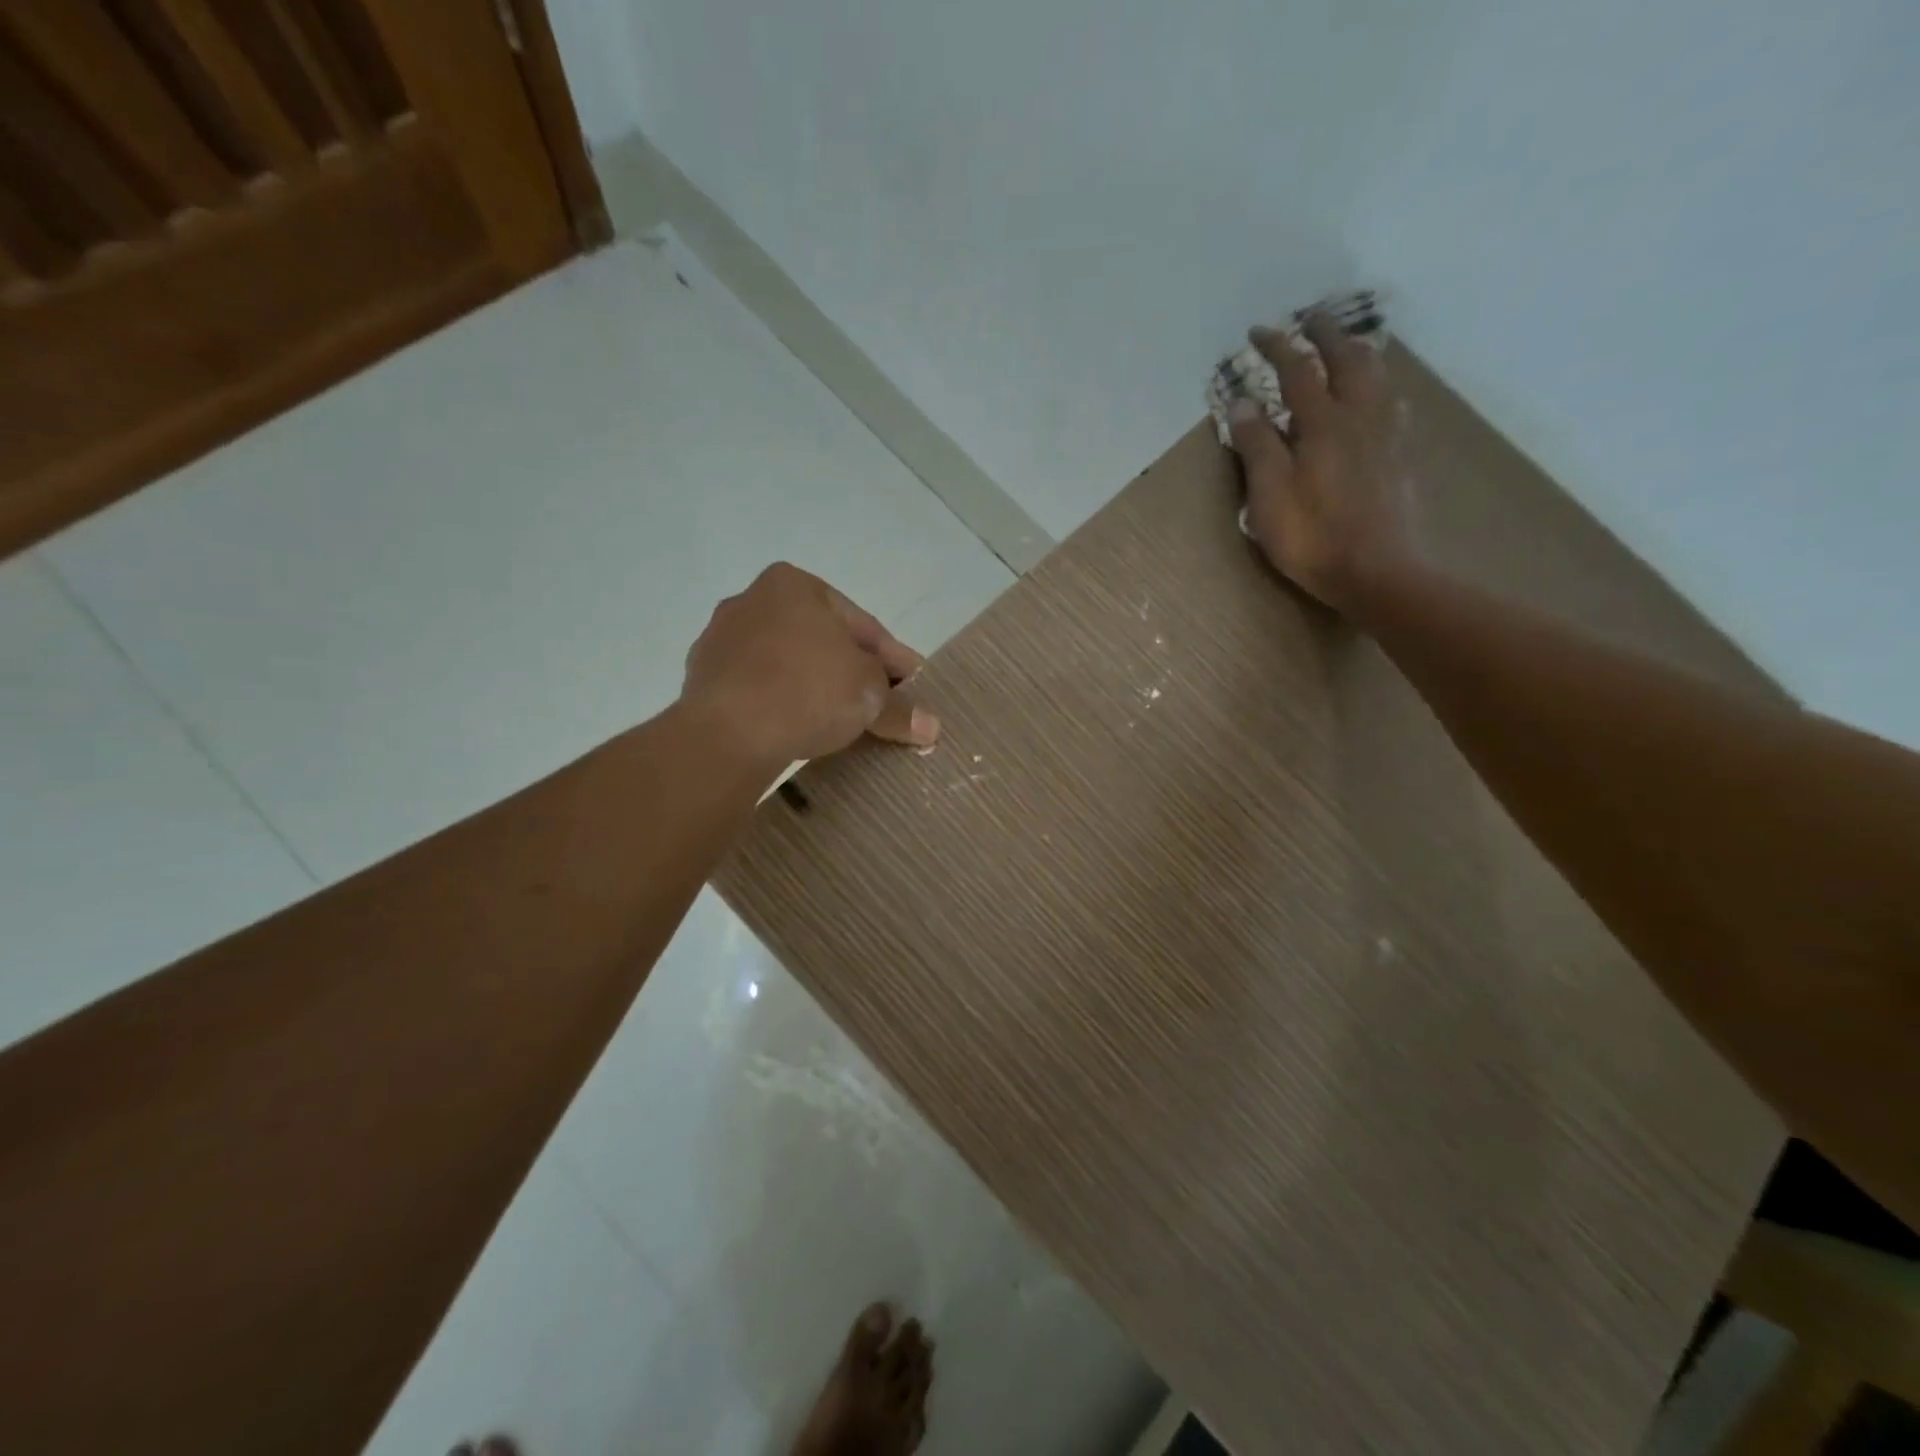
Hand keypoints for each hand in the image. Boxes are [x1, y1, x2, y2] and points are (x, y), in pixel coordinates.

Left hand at [681, 563, 939, 768]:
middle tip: (881, 703)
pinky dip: (783, 703)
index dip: (893, 659)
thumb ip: (900, 706)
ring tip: (841, 720)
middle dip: (852, 671)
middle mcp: (751, 600)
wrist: (727, 734)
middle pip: (821, 640)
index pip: (861, 624)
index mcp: (793, 584)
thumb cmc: (808, 691)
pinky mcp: (702, 680)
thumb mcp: (869, 696)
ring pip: (787, 664)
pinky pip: (759, 688)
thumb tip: (931, 727)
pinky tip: (800, 728)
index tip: (912, 685)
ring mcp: (720, 640)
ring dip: (816, 687)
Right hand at [1226, 312, 1414, 614]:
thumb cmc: (1313, 538)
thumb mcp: (1269, 496)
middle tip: (1310, 317)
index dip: (1276, 347)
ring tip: (1346, 346)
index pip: (1297, 371)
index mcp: (1323, 424)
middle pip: (1347, 360)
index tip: (1257, 332)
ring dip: (1359, 352)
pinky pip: (1394, 403)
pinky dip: (1379, 386)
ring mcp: (1387, 435)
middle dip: (1326, 333)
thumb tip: (1242, 402)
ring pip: (1378, 376)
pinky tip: (1378, 396)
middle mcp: (1360, 417)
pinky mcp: (1402, 457)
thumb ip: (1257, 446)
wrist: (1380, 572)